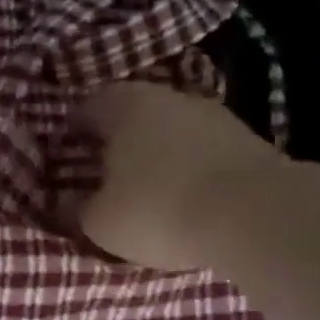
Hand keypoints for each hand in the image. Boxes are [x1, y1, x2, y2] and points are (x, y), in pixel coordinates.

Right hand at [78, 82, 280, 272]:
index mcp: (123, 106)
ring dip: (154, 153)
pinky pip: (199, 150)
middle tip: (100, 173)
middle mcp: (167, 97)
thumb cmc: (158, 210)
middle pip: (130, 115)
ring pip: (168, 130)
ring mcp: (212, 114)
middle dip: (114, 141)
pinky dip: (185, 166)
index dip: (71, 131)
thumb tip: (67, 202)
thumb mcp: (100, 222)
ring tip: (143, 188)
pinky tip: (182, 195)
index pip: (85, 107)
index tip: (65, 155)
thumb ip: (77, 210)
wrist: (255, 215)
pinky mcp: (245, 138)